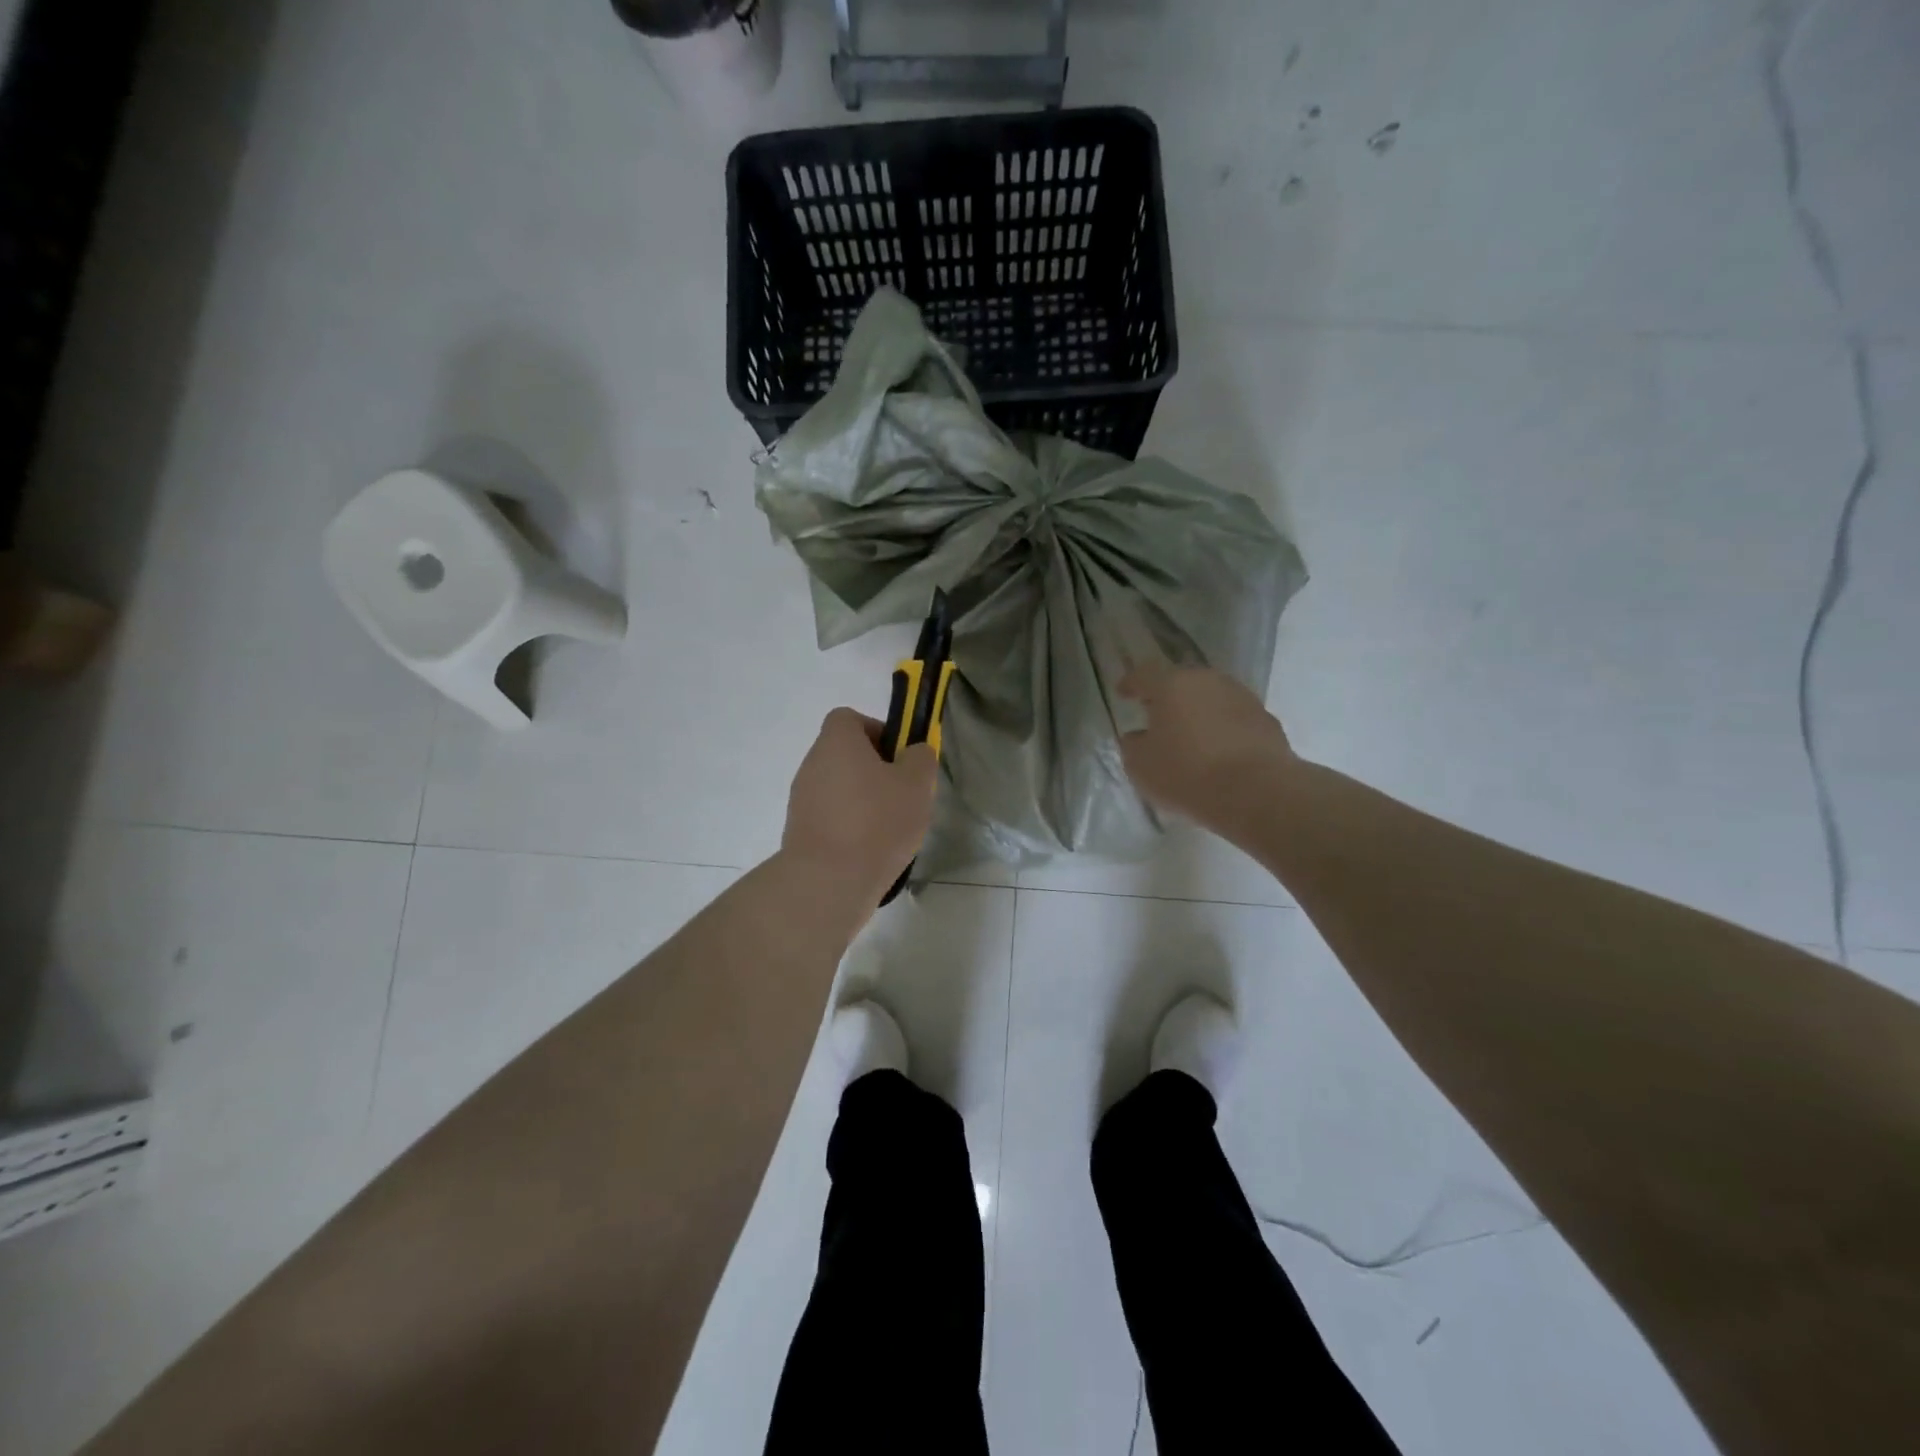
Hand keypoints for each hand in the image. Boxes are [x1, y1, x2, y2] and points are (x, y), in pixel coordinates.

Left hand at [781, 708, 938, 903]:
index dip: (877, 730)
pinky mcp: (800, 833)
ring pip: (840, 788)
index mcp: (836, 743)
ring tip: (890, 829)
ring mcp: (801, 800)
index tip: (899, 757)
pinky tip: (870, 851)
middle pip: (845, 755)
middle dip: (875, 771)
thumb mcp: (917, 784)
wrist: (828, 882)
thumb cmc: (877, 822)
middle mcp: (812, 765)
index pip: (849, 718)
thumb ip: (920, 758)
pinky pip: (831, 818)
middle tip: (902, 795)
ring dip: (864, 801)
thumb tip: (913, 753)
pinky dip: (850, 828)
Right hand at [1117, 662, 1295, 831]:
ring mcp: (1242, 697)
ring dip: (1198, 712)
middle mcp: (1208, 681)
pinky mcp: (1267, 720)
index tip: (1123, 693)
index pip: (1144, 674)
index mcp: (1172, 685)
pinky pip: (1235, 718)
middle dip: (1168, 697)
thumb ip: (1133, 745)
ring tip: (1190, 736)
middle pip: (1182, 682)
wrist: (1255, 792)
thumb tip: (1138, 736)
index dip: (1130, 683)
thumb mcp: (1140, 765)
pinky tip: (1219, 752)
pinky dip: (1223, 729)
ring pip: (1211, 698)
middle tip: (1157, 715)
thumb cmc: (1186, 773)